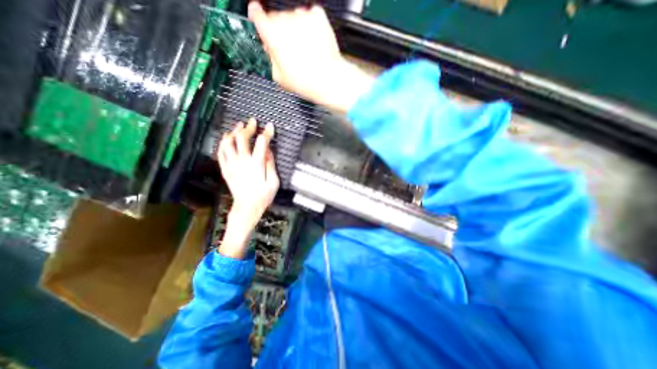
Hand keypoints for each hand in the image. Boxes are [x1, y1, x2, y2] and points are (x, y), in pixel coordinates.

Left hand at [216, 119, 275, 259]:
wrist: (247, 208)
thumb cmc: (263, 197)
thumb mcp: (274, 182)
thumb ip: (271, 165)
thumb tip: (269, 151)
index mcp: (256, 165)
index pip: (262, 143)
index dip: (266, 133)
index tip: (270, 126)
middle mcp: (242, 162)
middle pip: (242, 138)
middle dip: (248, 128)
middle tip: (252, 122)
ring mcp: (232, 165)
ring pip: (228, 143)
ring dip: (233, 132)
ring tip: (238, 126)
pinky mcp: (226, 170)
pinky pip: (220, 153)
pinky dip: (223, 143)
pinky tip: (227, 139)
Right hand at [248, 1, 371, 112]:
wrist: (329, 80)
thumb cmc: (305, 82)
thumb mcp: (279, 77)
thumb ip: (270, 59)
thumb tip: (269, 50)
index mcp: (273, 36)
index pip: (257, 15)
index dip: (257, 17)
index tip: (258, 18)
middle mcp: (285, 21)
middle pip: (277, 18)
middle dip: (280, 31)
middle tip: (289, 50)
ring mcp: (302, 17)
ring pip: (293, 16)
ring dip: (296, 29)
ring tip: (305, 50)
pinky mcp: (318, 16)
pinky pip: (309, 14)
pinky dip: (310, 25)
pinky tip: (313, 41)